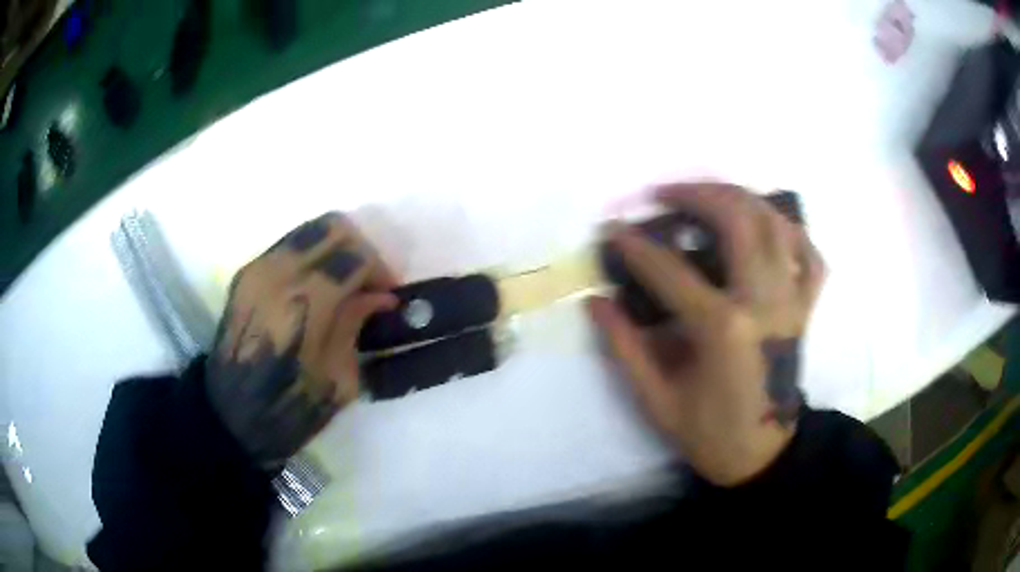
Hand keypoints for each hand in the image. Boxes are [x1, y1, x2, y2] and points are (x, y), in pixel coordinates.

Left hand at [205, 212, 397, 470]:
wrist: (231, 415)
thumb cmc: (288, 409)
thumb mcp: (338, 380)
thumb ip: (357, 325)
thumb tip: (381, 296)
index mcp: (305, 303)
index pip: (356, 255)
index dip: (381, 271)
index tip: (389, 295)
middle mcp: (279, 272)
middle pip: (335, 227)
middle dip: (361, 250)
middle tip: (369, 283)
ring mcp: (258, 268)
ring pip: (310, 228)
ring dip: (336, 247)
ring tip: (345, 281)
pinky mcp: (247, 272)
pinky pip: (290, 244)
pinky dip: (313, 254)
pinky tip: (317, 286)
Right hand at [588, 183, 824, 485]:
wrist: (762, 455)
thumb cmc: (708, 432)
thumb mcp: (656, 399)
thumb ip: (625, 346)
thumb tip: (596, 301)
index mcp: (723, 329)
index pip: (671, 269)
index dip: (635, 246)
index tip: (611, 231)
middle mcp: (764, 302)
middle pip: (737, 220)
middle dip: (696, 194)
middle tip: (665, 193)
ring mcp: (792, 301)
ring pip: (775, 223)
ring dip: (740, 198)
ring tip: (710, 196)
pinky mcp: (806, 308)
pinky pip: (809, 254)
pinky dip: (790, 232)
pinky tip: (767, 227)